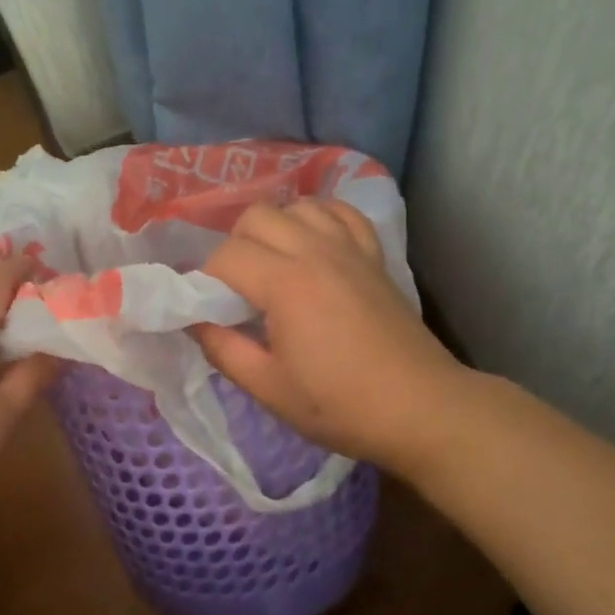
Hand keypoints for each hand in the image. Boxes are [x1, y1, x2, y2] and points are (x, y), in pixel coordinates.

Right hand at [190, 200, 471, 476]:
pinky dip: (320, 218)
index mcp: (285, 283)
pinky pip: (342, 212)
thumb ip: (222, 349)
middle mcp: (315, 251)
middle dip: (235, 245)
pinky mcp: (374, 255)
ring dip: (276, 228)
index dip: (207, 280)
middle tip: (237, 288)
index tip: (210, 310)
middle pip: (256, 216)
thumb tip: (193, 321)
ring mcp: (349, 248)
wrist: (421, 409)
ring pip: (298, 205)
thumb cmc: (340, 405)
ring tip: (274, 265)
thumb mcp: (268, 388)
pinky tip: (314, 244)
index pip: (225, 255)